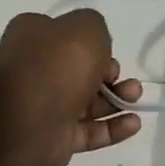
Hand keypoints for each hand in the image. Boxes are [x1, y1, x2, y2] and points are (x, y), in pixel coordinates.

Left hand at [0, 9, 141, 165]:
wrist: (30, 119)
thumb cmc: (58, 64)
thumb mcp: (86, 27)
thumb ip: (96, 27)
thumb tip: (95, 46)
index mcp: (31, 38)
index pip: (64, 36)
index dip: (91, 43)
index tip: (109, 51)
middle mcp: (34, 70)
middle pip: (80, 71)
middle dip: (110, 74)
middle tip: (122, 78)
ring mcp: (44, 106)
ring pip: (88, 102)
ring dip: (116, 100)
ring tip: (134, 99)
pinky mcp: (55, 137)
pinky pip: (89, 131)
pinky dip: (112, 128)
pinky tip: (133, 124)